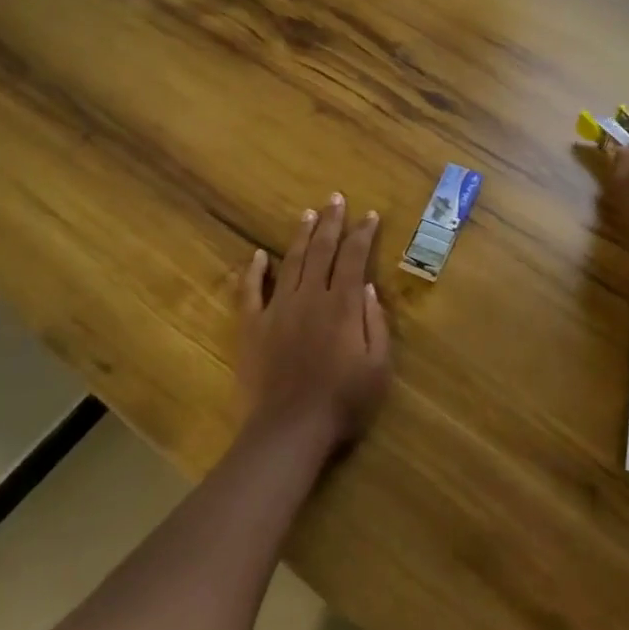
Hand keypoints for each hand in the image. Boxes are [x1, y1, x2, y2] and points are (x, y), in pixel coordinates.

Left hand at [236, 193, 391, 457]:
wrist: (288, 431)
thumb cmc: (342, 403)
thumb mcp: (378, 367)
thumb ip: (375, 323)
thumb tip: (367, 287)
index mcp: (342, 305)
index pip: (354, 258)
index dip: (362, 234)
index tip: (369, 214)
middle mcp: (310, 297)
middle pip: (322, 251)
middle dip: (331, 222)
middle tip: (336, 198)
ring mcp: (278, 310)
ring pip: (291, 262)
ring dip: (301, 236)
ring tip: (308, 214)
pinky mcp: (252, 327)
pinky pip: (251, 291)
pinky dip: (254, 271)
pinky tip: (258, 255)